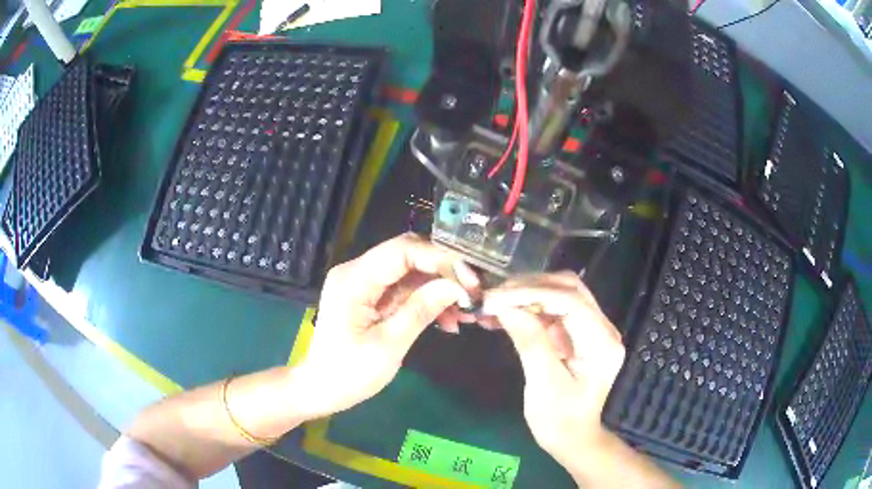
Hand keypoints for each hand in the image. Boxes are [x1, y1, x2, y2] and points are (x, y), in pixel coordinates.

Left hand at [292, 233, 479, 418]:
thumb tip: (456, 286)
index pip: (402, 250)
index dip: (440, 258)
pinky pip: (405, 289)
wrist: (321, 389)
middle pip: (408, 255)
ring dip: (439, 288)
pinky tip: (447, 320)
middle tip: (472, 294)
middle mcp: (357, 271)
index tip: (470, 280)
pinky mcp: (371, 296)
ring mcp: (364, 283)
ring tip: (464, 313)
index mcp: (354, 279)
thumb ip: (421, 310)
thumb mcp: (388, 346)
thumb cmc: (349, 373)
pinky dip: (427, 300)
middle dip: (443, 271)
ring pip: (411, 272)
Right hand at [482, 273, 625, 474]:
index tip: (497, 298)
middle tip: (494, 296)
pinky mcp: (578, 334)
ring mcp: (591, 329)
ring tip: (494, 303)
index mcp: (602, 342)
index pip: (571, 300)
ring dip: (527, 295)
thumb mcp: (543, 383)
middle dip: (530, 287)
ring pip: (560, 295)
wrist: (571, 439)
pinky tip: (505, 315)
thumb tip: (504, 306)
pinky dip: (528, 309)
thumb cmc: (559, 419)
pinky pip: (553, 311)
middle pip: (569, 289)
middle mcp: (603, 328)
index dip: (533, 293)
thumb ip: (529, 341)